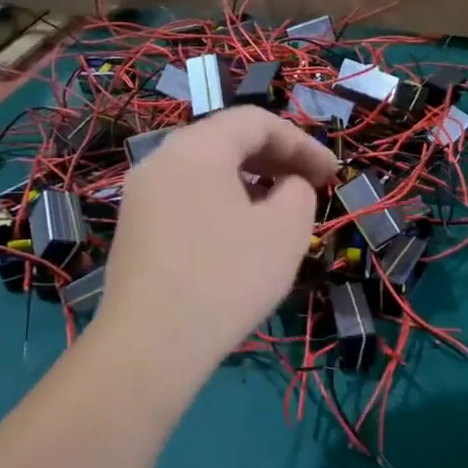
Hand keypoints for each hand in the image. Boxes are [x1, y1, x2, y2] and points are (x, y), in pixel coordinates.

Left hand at [94, 107, 336, 383]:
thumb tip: (287, 185)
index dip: (302, 142)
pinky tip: (242, 235)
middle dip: (276, 158)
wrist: (150, 346)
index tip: (332, 174)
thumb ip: (299, 190)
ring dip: (251, 181)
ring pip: (206, 170)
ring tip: (281, 210)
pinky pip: (188, 197)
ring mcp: (141, 196)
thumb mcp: (286, 229)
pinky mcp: (135, 230)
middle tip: (312, 186)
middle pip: (227, 140)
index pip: (256, 121)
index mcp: (197, 148)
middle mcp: (161, 160)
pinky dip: (223, 202)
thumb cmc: (227, 277)